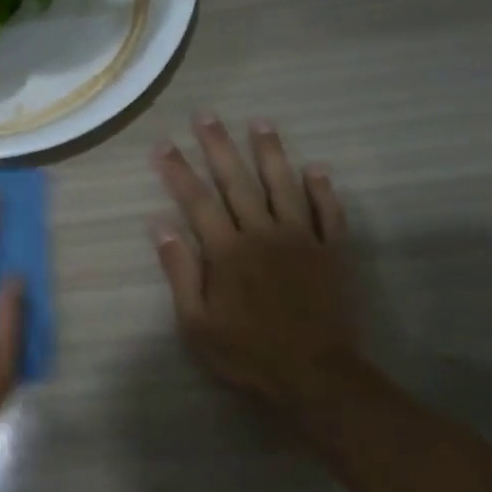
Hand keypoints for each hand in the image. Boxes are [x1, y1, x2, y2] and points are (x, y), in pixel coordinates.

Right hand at [150, 115, 356, 404]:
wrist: (316, 376)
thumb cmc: (247, 353)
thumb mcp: (196, 322)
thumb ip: (180, 270)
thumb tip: (160, 225)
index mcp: (226, 250)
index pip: (197, 200)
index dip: (178, 170)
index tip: (163, 144)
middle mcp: (262, 233)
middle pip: (237, 181)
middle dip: (218, 146)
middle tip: (206, 115)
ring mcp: (301, 240)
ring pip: (283, 185)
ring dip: (270, 152)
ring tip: (259, 122)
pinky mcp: (330, 252)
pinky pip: (327, 213)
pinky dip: (322, 190)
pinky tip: (316, 168)